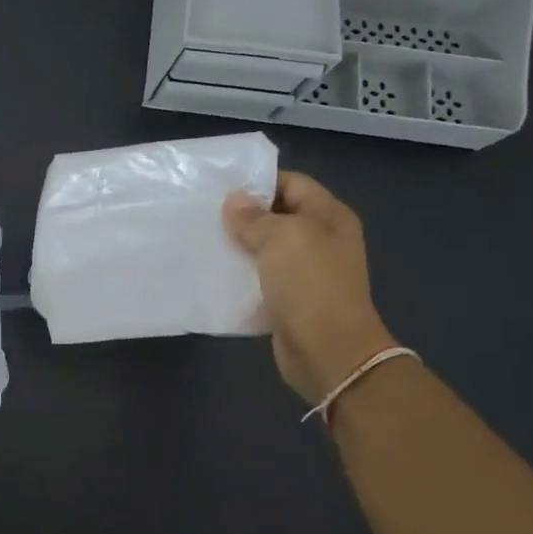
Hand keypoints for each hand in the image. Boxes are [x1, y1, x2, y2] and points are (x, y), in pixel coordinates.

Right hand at [223, 172, 395, 404]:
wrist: (328, 351)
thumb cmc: (310, 285)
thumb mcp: (282, 238)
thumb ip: (255, 217)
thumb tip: (234, 201)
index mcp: (329, 216)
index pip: (292, 183)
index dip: (259, 182)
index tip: (220, 188)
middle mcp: (321, 239)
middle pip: (277, 215)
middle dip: (243, 214)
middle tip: (204, 213)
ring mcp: (306, 271)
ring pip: (265, 247)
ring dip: (237, 245)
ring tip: (203, 240)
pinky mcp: (289, 298)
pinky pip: (260, 277)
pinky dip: (239, 274)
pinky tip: (214, 271)